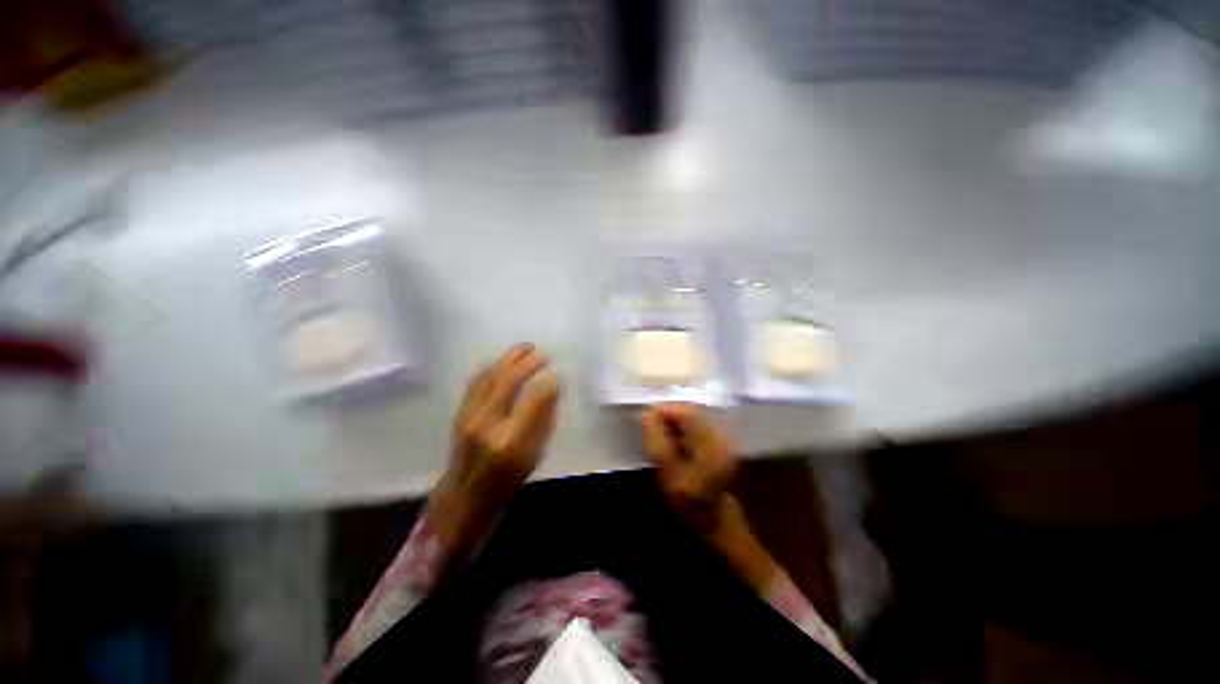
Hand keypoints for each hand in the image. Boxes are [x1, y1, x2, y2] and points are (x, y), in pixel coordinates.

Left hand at [448, 343, 560, 508]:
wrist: (465, 495)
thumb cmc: (507, 479)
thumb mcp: (535, 455)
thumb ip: (545, 419)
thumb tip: (553, 387)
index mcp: (511, 440)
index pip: (533, 399)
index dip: (548, 382)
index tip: (557, 374)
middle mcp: (488, 423)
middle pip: (509, 380)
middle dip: (528, 362)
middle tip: (543, 353)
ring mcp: (470, 416)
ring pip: (491, 376)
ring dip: (509, 358)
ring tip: (526, 347)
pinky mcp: (460, 412)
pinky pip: (476, 381)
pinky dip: (492, 366)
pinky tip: (503, 361)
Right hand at [641, 403, 738, 534]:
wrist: (714, 520)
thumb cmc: (690, 503)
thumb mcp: (669, 476)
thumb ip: (658, 444)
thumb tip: (647, 415)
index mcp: (712, 446)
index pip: (688, 415)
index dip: (666, 410)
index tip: (646, 414)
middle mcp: (721, 436)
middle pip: (691, 413)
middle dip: (668, 414)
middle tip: (649, 421)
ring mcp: (721, 438)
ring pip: (693, 418)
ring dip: (674, 420)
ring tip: (656, 428)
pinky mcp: (718, 441)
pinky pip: (696, 425)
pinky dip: (681, 427)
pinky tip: (669, 435)